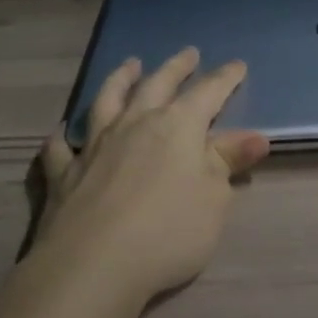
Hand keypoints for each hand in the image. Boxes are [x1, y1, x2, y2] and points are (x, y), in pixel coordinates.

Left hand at [36, 48, 269, 305]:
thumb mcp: (214, 199)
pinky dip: (63, 137)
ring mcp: (95, 145)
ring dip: (120, 80)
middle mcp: (135, 124)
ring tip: (129, 65)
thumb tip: (256, 137)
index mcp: (177, 126)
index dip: (225, 78)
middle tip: (188, 53)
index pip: (208, 93)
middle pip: (157, 85)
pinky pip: (61, 147)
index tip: (237, 65)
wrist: (94, 264)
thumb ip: (228, 163)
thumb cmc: (169, 231)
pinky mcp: (64, 173)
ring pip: (107, 100)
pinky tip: (62, 133)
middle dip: (176, 68)